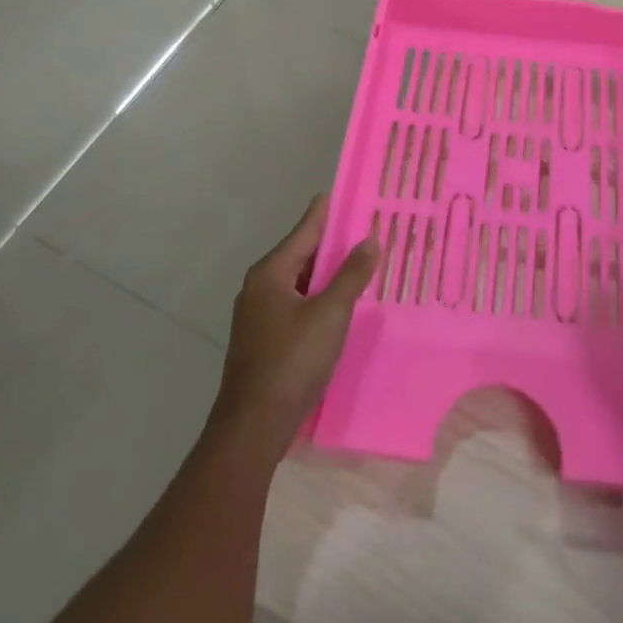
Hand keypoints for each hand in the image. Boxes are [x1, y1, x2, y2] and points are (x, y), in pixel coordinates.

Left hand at [210, 195, 378, 459]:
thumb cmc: (292, 361)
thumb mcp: (330, 313)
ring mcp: (258, 315)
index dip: (328, 212)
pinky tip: (338, 305)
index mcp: (270, 272)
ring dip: (326, 274)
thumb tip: (370, 239)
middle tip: (365, 231)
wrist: (252, 428)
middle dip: (332, 244)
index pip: (305, 229)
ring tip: (358, 265)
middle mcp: (259, 287)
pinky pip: (295, 305)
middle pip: (301, 254)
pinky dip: (317, 298)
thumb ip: (351, 275)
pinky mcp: (262, 341)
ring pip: (299, 282)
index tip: (348, 194)